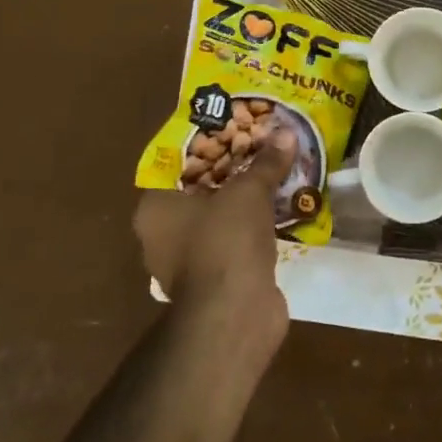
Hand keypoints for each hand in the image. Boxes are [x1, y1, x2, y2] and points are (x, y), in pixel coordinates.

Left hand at [134, 127, 296, 351]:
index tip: (232, 128)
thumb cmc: (225, 241)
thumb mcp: (248, 191)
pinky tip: (280, 210)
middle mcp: (163, 235)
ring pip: (219, 218)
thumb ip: (265, 163)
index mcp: (155, 208)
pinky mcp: (215, 281)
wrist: (236, 314)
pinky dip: (254, 229)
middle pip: (200, 190)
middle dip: (231, 171)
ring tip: (275, 174)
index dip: (205, 144)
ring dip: (245, 202)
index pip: (176, 164)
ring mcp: (188, 262)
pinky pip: (235, 242)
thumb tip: (286, 133)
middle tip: (260, 147)